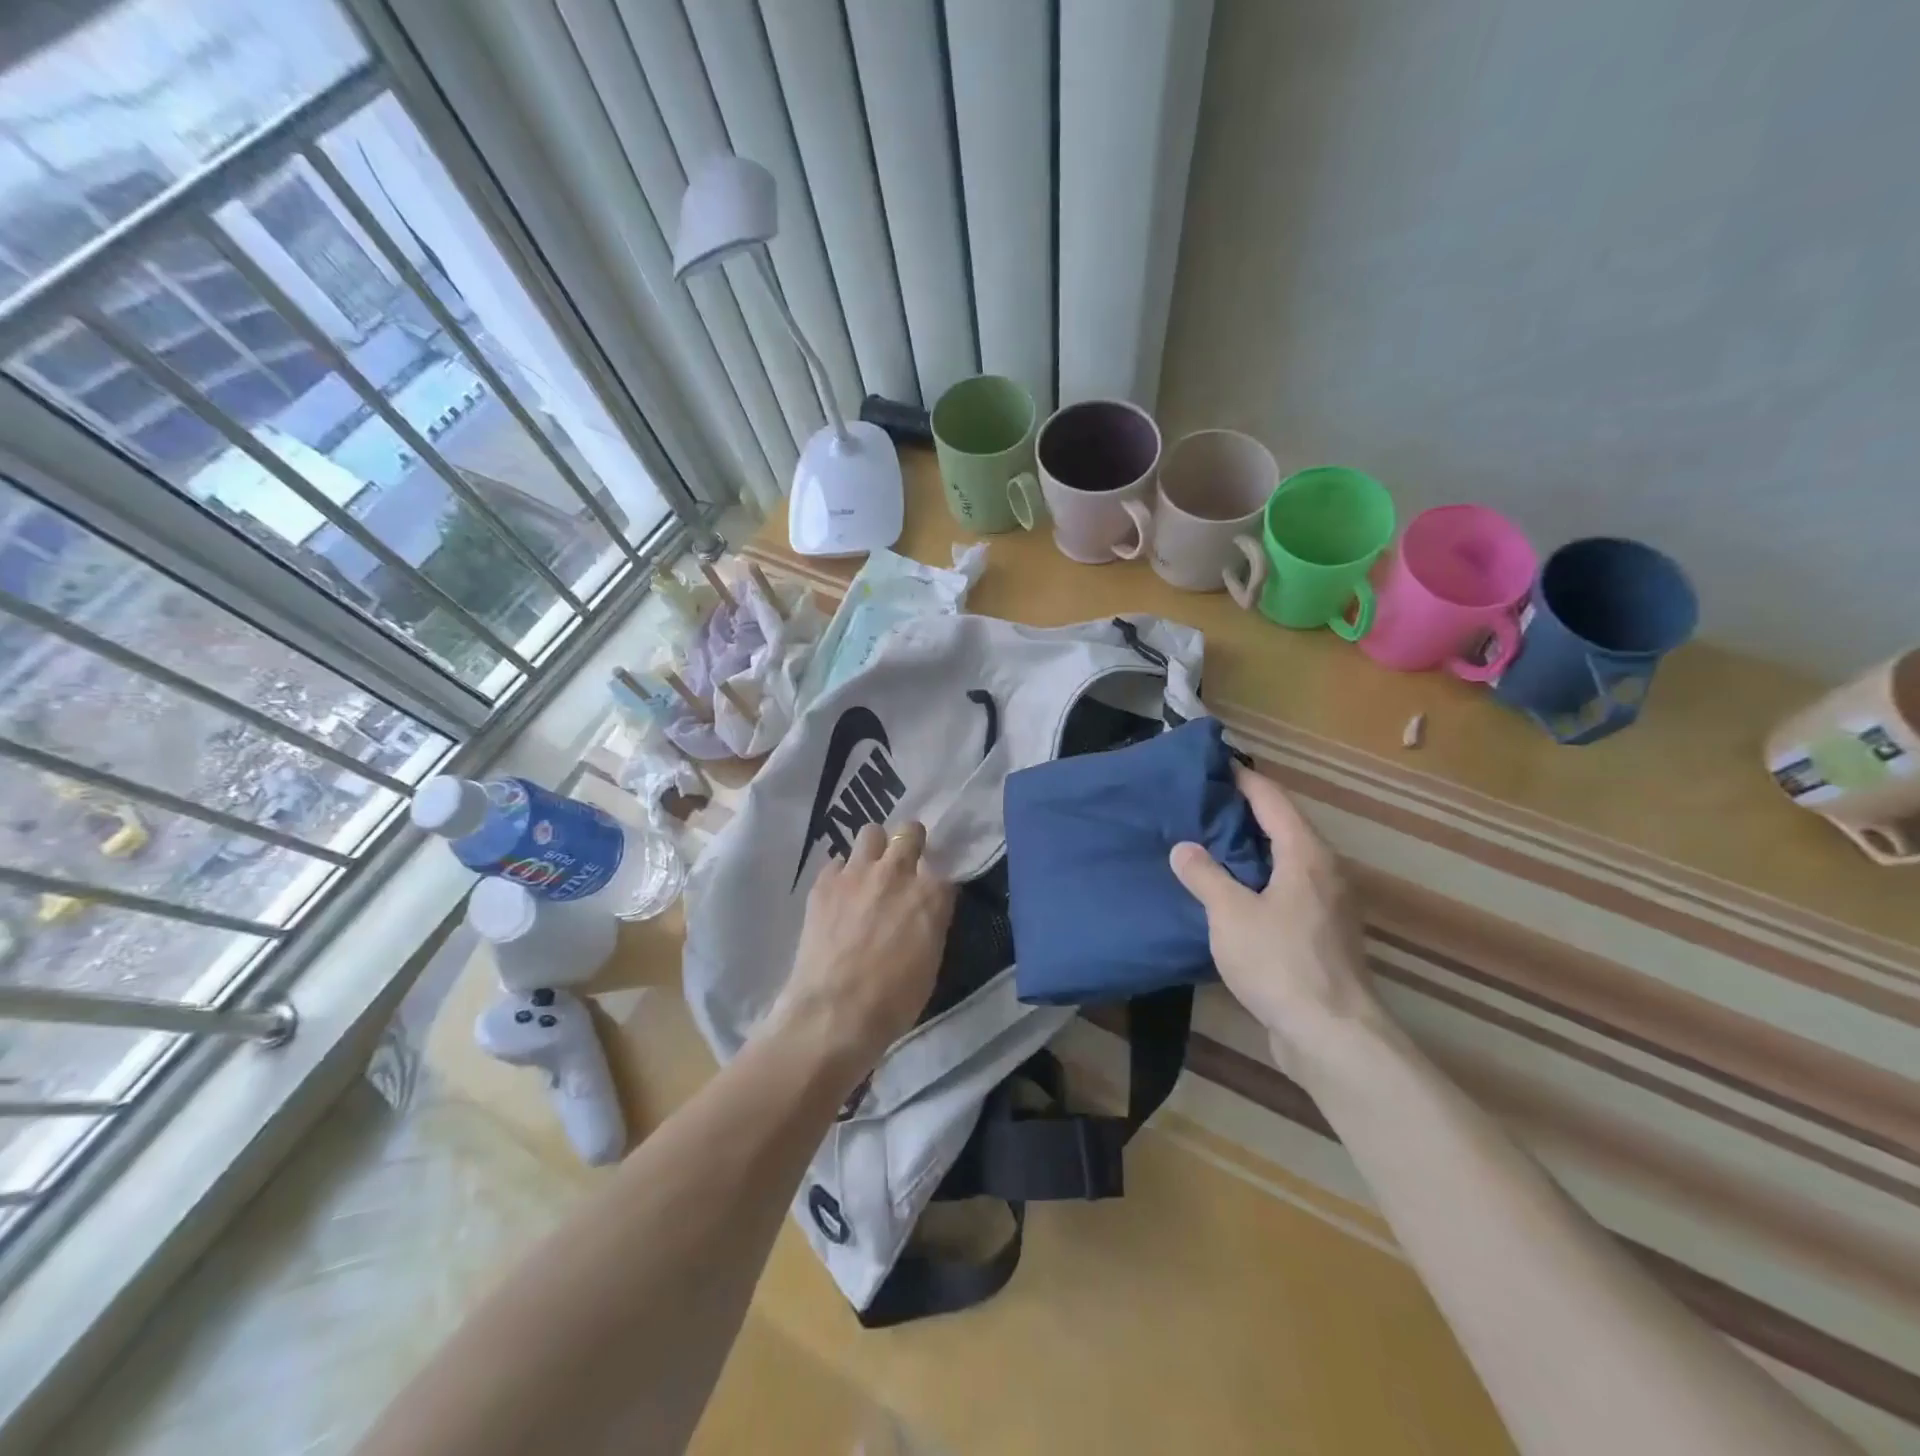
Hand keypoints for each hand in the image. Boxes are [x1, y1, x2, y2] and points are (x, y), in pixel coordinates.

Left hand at [773, 821, 955, 1081]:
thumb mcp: (930, 961)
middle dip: (910, 842)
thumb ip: (931, 921)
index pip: (944, 868)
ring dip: (875, 848)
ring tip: (869, 872)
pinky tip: (839, 897)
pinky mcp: (824, 882)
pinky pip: (837, 862)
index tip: (931, 892)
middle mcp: (897, 872)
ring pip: (870, 832)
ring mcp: (857, 873)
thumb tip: (926, 909)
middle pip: (910, 831)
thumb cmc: (893, 1001)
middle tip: (904, 865)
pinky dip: (842, 875)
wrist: (834, 1013)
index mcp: (931, 894)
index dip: (936, 879)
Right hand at [1169, 765, 1383, 1069]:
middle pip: (1282, 826)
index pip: (1271, 799)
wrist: (1331, 1035)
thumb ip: (1204, 875)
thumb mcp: (1230, 914)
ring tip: (1206, 844)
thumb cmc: (1280, 963)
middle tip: (1198, 805)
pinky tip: (1230, 892)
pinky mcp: (1323, 933)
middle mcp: (1324, 871)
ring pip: (1285, 860)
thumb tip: (1183, 847)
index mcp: (1306, 854)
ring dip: (1249, 848)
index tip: (1212, 765)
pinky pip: (1287, 888)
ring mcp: (1328, 904)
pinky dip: (1259, 879)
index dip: (1242, 779)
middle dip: (1242, 813)